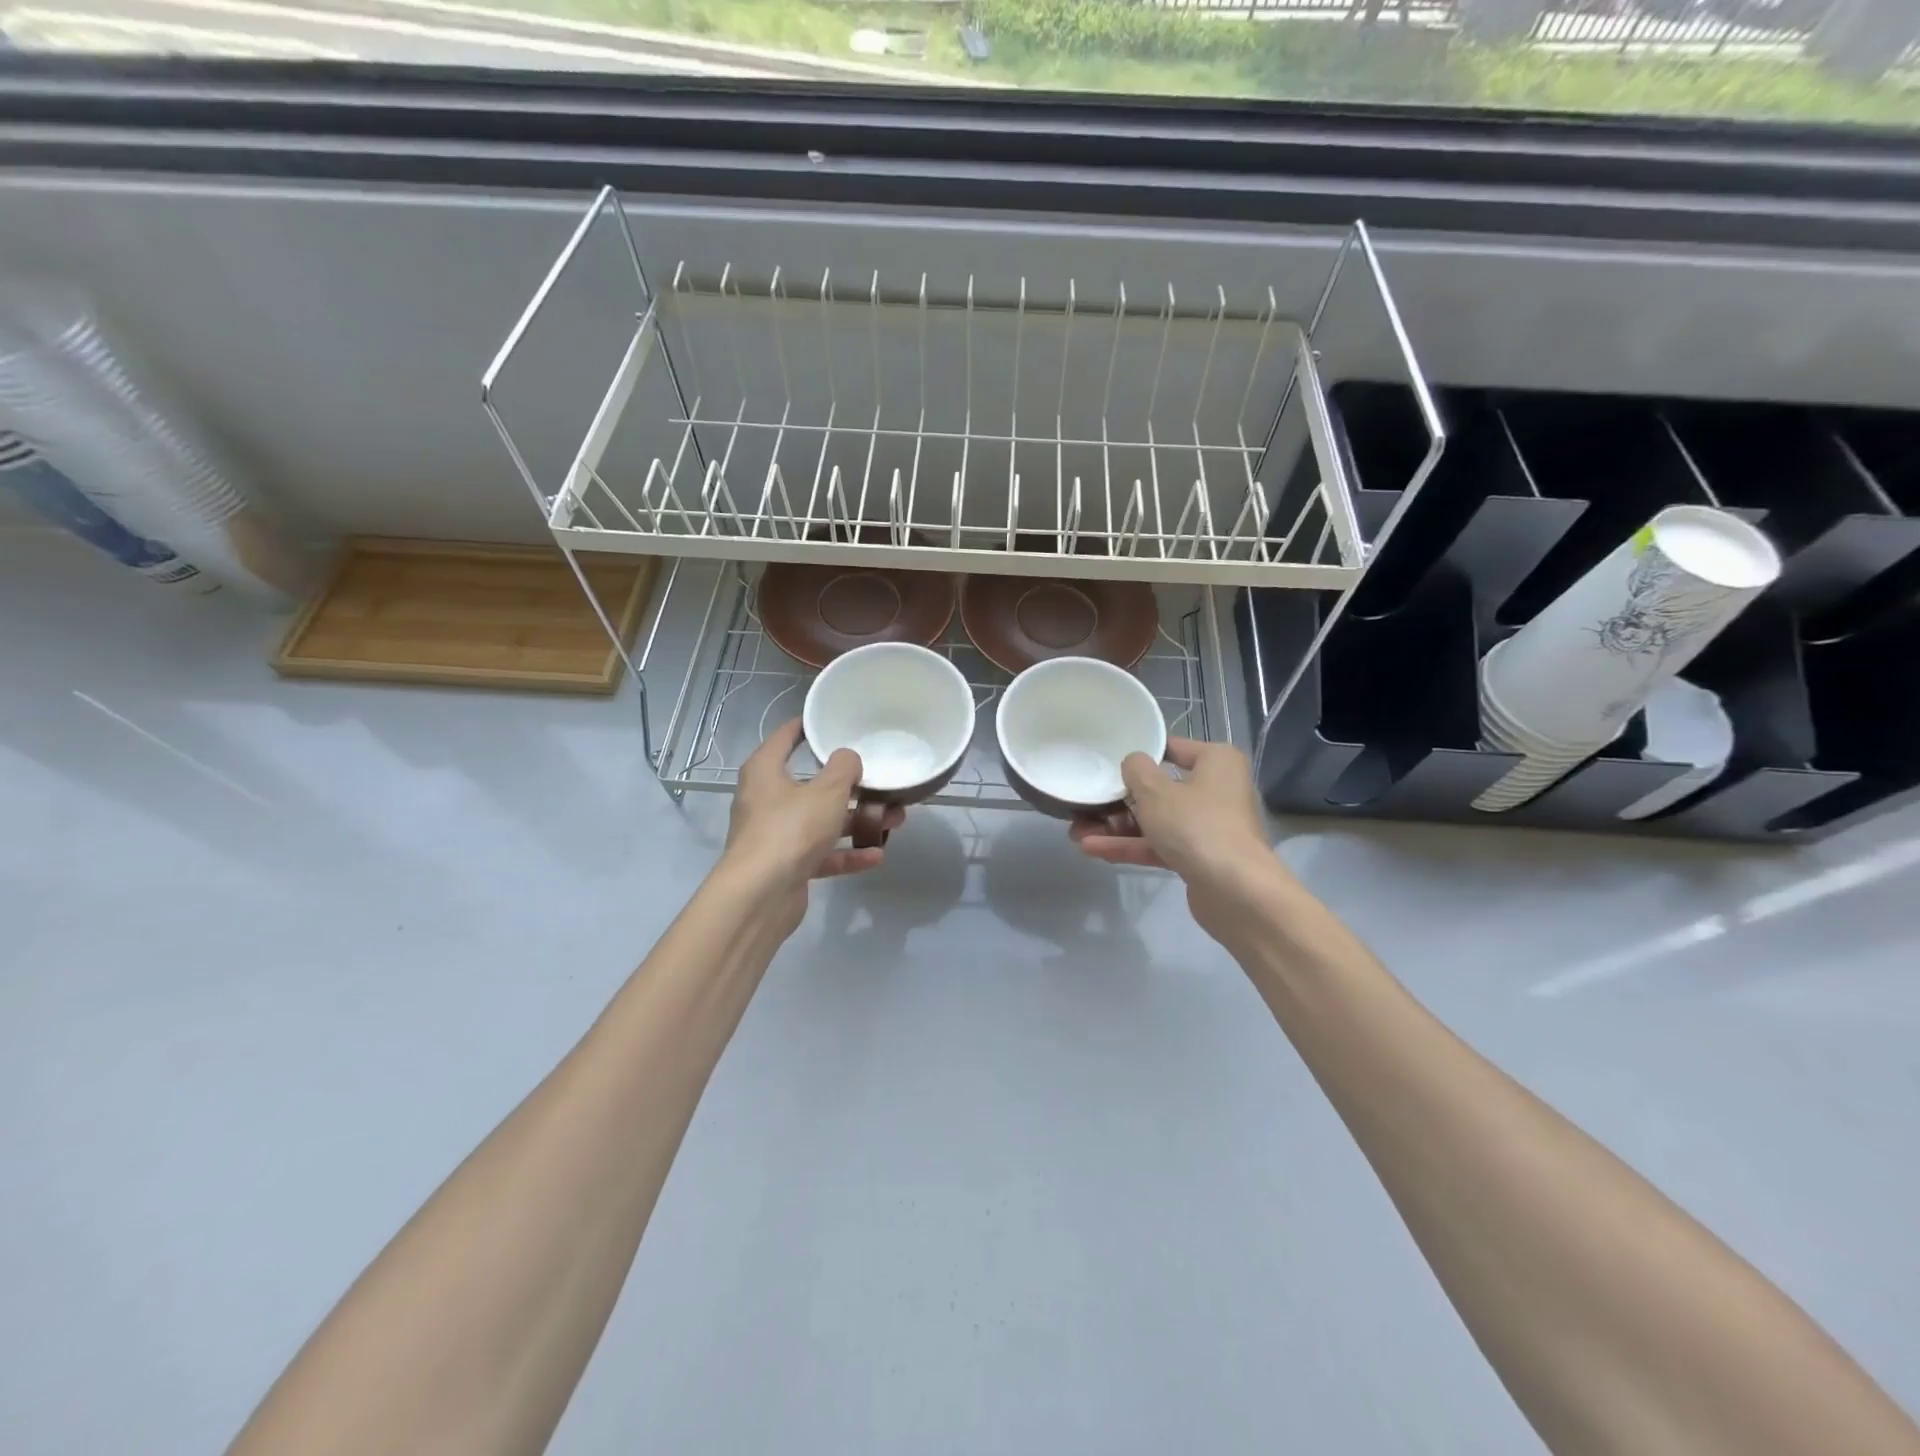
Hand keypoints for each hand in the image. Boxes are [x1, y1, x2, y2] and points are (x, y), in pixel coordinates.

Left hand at [722, 719, 901, 929]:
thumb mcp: (826, 791)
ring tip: (893, 819)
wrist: (761, 895)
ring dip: (855, 821)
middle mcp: (765, 800)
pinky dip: (846, 854)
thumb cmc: (791, 829)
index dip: (807, 727)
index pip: (784, 738)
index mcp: (765, 772)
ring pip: (820, 822)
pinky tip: (876, 856)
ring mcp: (775, 835)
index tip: (830, 721)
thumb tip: (848, 758)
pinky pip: (821, 854)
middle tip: (879, 780)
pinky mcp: (786, 866)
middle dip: (848, 786)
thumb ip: (844, 768)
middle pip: (810, 785)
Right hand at [1070, 738, 1290, 940]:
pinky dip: (1130, 846)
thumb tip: (1133, 763)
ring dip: (1117, 827)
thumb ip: (1136, 770)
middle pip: (1160, 789)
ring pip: (1156, 820)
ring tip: (1076, 831)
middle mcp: (1217, 789)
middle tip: (1084, 804)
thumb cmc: (1196, 826)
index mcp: (1216, 761)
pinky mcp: (1199, 857)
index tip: (1106, 762)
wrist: (1236, 892)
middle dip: (1119, 800)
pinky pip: (1160, 845)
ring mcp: (1208, 826)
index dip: (1138, 754)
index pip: (1172, 748)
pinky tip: (1093, 849)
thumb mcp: (1156, 791)